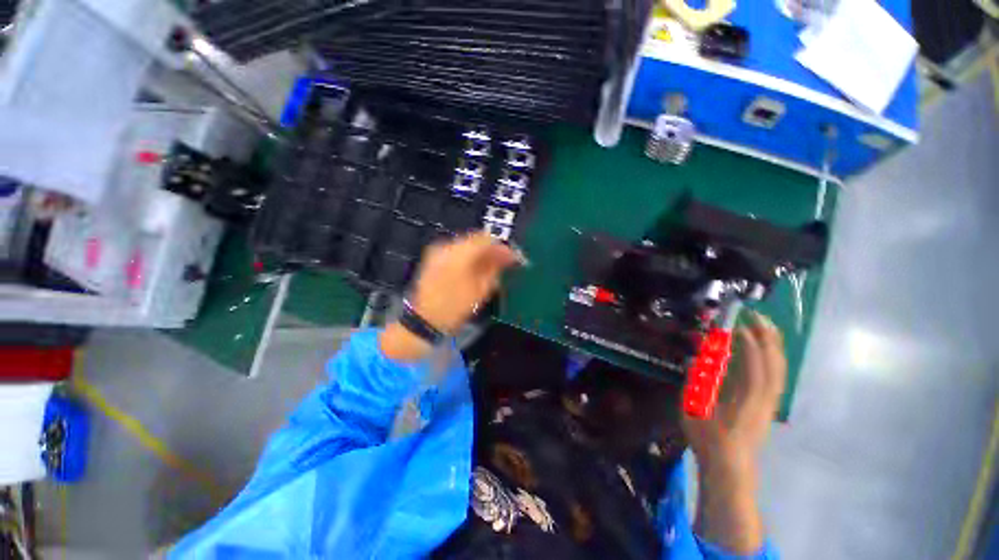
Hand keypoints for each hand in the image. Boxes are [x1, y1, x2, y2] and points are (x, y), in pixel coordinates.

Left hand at [380, 233, 520, 360]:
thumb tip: (508, 256)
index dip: (502, 247)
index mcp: (459, 254)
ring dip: (481, 253)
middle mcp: (446, 246)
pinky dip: (469, 256)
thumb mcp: (480, 290)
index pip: (486, 239)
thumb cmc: (455, 308)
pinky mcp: (433, 257)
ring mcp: (437, 250)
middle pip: (476, 239)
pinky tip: (475, 268)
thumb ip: (495, 268)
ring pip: (466, 244)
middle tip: (504, 263)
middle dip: (492, 249)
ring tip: (491, 267)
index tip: (514, 258)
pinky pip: (456, 250)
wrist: (423, 321)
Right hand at [681, 311, 786, 552]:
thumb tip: (694, 359)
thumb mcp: (692, 408)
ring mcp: (770, 401)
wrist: (730, 466)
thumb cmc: (709, 438)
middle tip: (753, 315)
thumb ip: (694, 382)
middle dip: (766, 336)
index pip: (755, 365)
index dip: (747, 342)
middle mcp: (765, 397)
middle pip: (774, 362)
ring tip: (762, 325)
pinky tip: (766, 350)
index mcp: (746, 399)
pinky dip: (774, 357)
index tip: (734, 323)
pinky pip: (777, 375)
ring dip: (773, 344)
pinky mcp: (768, 405)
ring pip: (779, 368)